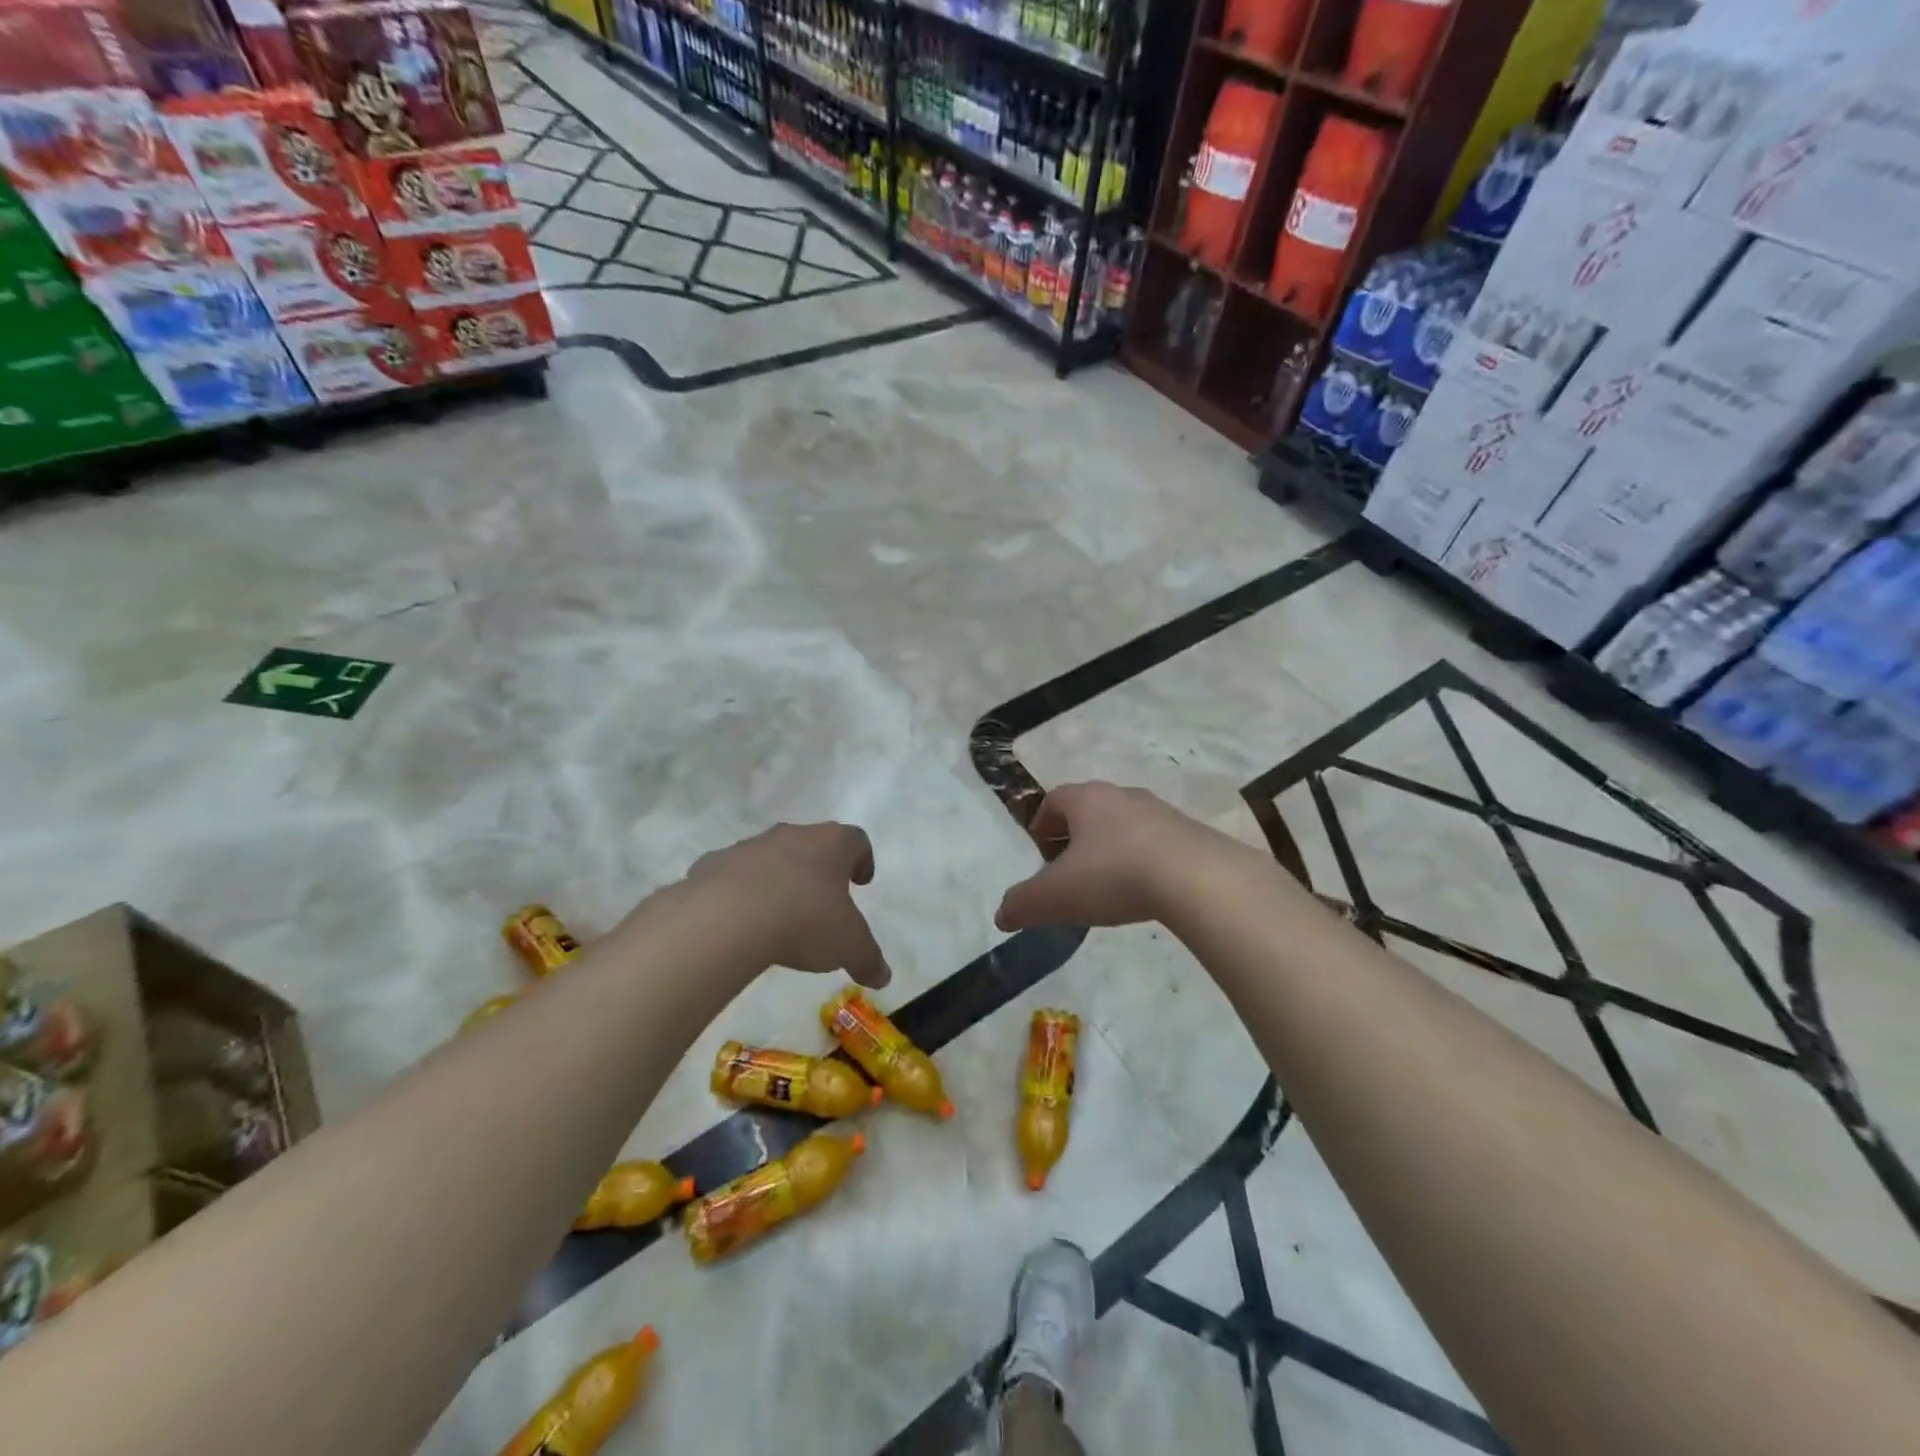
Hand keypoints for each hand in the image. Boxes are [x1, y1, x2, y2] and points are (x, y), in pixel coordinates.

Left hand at [685, 823, 891, 988]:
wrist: (726, 918)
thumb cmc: (803, 920)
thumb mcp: (847, 946)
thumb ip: (868, 958)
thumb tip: (883, 976)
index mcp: (831, 844)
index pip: (856, 840)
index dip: (862, 860)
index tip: (861, 882)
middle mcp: (792, 835)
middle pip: (812, 844)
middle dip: (818, 869)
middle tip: (822, 899)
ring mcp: (749, 847)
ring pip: (770, 857)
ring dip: (778, 879)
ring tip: (779, 915)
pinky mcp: (713, 864)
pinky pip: (732, 875)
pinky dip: (739, 892)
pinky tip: (739, 921)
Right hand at [995, 782, 1213, 931]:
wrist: (1198, 879)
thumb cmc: (1114, 876)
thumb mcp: (1056, 896)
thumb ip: (1023, 904)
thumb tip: (1001, 915)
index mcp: (1086, 799)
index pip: (1054, 799)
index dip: (1041, 823)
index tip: (1038, 850)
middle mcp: (1123, 795)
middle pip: (1091, 809)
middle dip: (1076, 835)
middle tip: (1069, 869)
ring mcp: (1161, 812)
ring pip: (1126, 824)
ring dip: (1112, 847)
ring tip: (1108, 883)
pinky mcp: (1192, 834)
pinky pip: (1157, 842)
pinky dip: (1144, 860)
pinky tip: (1145, 890)